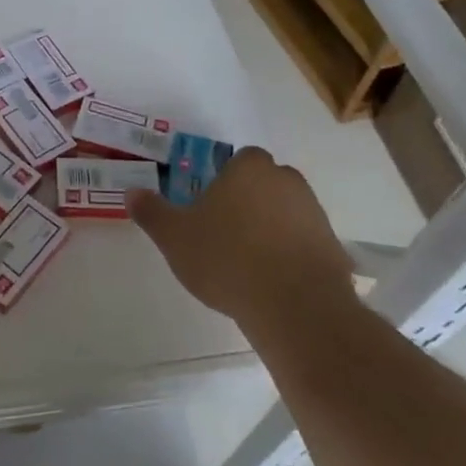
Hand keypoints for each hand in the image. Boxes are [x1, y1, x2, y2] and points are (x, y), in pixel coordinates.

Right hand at [126, 147, 355, 332]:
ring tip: (247, 261)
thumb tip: (132, 193)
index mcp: (248, 168)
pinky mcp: (334, 246)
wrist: (295, 306)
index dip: (223, 180)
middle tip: (224, 232)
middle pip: (263, 183)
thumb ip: (152, 212)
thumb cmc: (227, 259)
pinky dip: (290, 253)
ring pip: (285, 211)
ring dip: (270, 227)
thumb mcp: (174, 237)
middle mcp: (286, 180)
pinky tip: (272, 281)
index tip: (209, 206)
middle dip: (247, 201)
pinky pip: (304, 241)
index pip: (238, 160)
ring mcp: (314, 213)